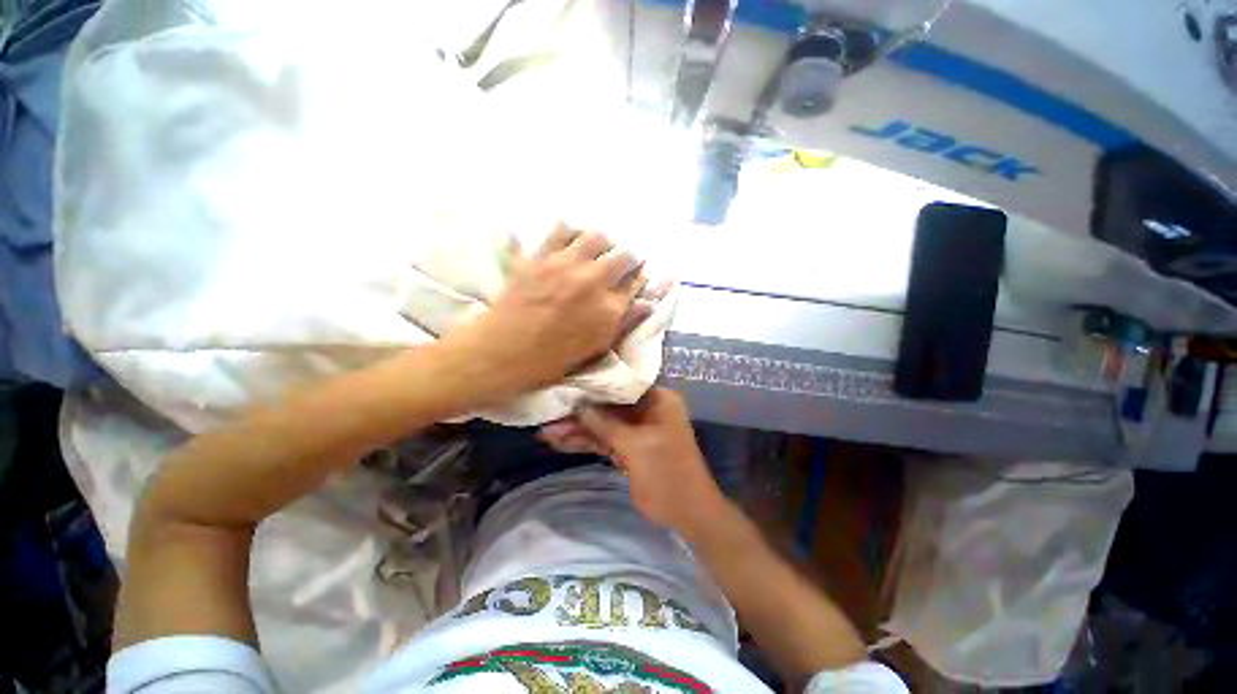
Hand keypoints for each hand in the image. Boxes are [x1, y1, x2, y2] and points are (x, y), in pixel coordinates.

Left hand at [453, 222, 652, 395]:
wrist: (504, 351)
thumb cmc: (553, 358)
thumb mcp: (596, 347)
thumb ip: (624, 322)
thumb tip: (648, 303)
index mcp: (610, 308)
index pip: (637, 282)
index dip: (639, 279)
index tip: (636, 277)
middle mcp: (594, 281)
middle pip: (625, 255)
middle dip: (628, 258)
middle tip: (620, 264)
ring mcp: (566, 265)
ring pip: (598, 236)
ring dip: (603, 243)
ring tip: (597, 250)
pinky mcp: (541, 256)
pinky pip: (560, 230)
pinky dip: (570, 231)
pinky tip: (570, 240)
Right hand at [539, 389, 726, 533]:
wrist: (687, 514)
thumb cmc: (667, 473)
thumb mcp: (635, 446)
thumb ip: (604, 423)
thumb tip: (576, 404)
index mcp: (658, 399)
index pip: (621, 383)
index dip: (593, 383)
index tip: (565, 383)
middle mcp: (647, 409)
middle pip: (608, 405)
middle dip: (579, 412)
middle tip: (548, 412)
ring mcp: (637, 429)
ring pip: (603, 424)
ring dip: (577, 429)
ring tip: (545, 431)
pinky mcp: (629, 447)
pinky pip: (604, 440)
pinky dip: (585, 442)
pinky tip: (559, 442)